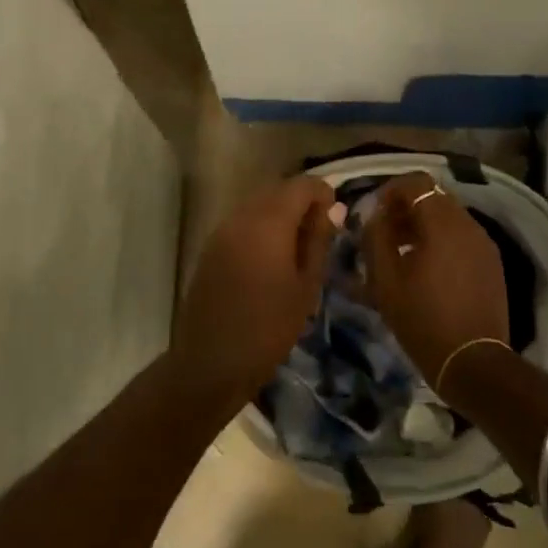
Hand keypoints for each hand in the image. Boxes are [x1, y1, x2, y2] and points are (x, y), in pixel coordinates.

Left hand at [172, 175, 338, 410]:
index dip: (323, 193)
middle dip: (302, 202)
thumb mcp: (306, 286)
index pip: (301, 185)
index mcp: (268, 222)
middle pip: (277, 190)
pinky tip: (272, 258)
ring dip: (281, 215)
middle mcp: (241, 216)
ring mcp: (221, 231)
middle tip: (321, 234)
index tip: (336, 219)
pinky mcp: (210, 248)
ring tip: (299, 248)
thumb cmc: (269, 328)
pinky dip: (262, 228)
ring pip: (258, 205)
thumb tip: (331, 209)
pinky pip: (242, 223)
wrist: (211, 362)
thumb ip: (319, 241)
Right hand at [362, 172, 508, 384]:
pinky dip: (441, 240)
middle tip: (384, 232)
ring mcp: (484, 243)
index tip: (374, 212)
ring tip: (402, 252)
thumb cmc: (422, 319)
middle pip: (434, 197)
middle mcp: (468, 224)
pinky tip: (426, 268)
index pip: (416, 183)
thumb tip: (375, 214)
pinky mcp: (491, 263)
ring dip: (423, 225)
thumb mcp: (385, 280)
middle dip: (407, 208)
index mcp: (442, 223)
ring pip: (449, 217)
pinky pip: (462, 237)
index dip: (391, 190)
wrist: (472, 361)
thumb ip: (375, 237)